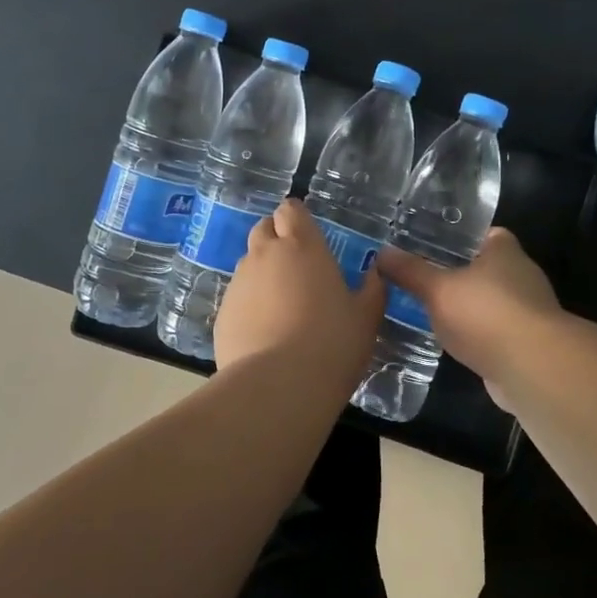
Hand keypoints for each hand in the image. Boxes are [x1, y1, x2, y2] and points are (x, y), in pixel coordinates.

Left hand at [215, 199, 386, 386]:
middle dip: (276, 239)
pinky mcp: (222, 313)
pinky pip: (237, 298)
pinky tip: (264, 334)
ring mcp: (239, 283)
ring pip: (249, 264)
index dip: (297, 220)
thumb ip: (372, 289)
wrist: (279, 387)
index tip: (308, 237)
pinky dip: (249, 306)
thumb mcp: (366, 317)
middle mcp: (265, 255)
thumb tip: (375, 273)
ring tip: (282, 308)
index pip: (290, 210)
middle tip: (296, 269)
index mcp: (302, 246)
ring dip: (263, 274)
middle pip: (264, 229)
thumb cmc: (332, 344)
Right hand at [377, 228, 559, 381]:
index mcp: (504, 251)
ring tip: (431, 311)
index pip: (486, 234)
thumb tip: (382, 253)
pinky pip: (495, 333)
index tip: (433, 244)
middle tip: (423, 278)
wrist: (532, 368)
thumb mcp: (438, 288)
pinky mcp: (527, 345)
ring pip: (491, 303)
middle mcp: (522, 276)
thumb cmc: (486, 313)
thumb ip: (411, 272)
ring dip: (469, 308)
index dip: (461, 238)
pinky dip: (477, 336)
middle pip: (487, 268)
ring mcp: (528, 312)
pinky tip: (453, 343)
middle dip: (459, 274)